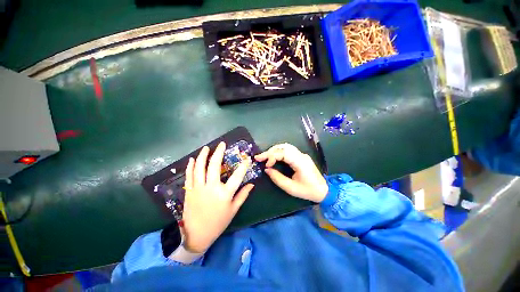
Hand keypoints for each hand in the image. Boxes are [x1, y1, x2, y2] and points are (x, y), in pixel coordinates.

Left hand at [182, 142, 253, 252]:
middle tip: (222, 144)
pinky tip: (193, 159)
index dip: (243, 166)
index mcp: (224, 194)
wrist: (196, 235)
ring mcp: (198, 188)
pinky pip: (189, 175)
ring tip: (206, 148)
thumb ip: (243, 195)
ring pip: (200, 168)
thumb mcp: (233, 210)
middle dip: (219, 153)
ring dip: (203, 156)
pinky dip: (191, 166)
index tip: (246, 159)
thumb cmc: (218, 223)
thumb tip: (251, 184)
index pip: (237, 176)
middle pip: (215, 166)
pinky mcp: (189, 191)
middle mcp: (211, 188)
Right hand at [255, 143, 327, 202]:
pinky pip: (288, 150)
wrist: (323, 190)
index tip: (266, 165)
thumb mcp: (291, 188)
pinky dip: (278, 151)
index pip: (284, 153)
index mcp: (300, 162)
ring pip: (285, 146)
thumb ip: (277, 178)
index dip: (272, 156)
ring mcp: (301, 154)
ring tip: (264, 156)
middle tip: (259, 157)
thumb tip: (267, 169)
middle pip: (283, 147)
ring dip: (273, 150)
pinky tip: (273, 156)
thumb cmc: (308, 191)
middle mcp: (301, 155)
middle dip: (270, 151)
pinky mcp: (301, 156)